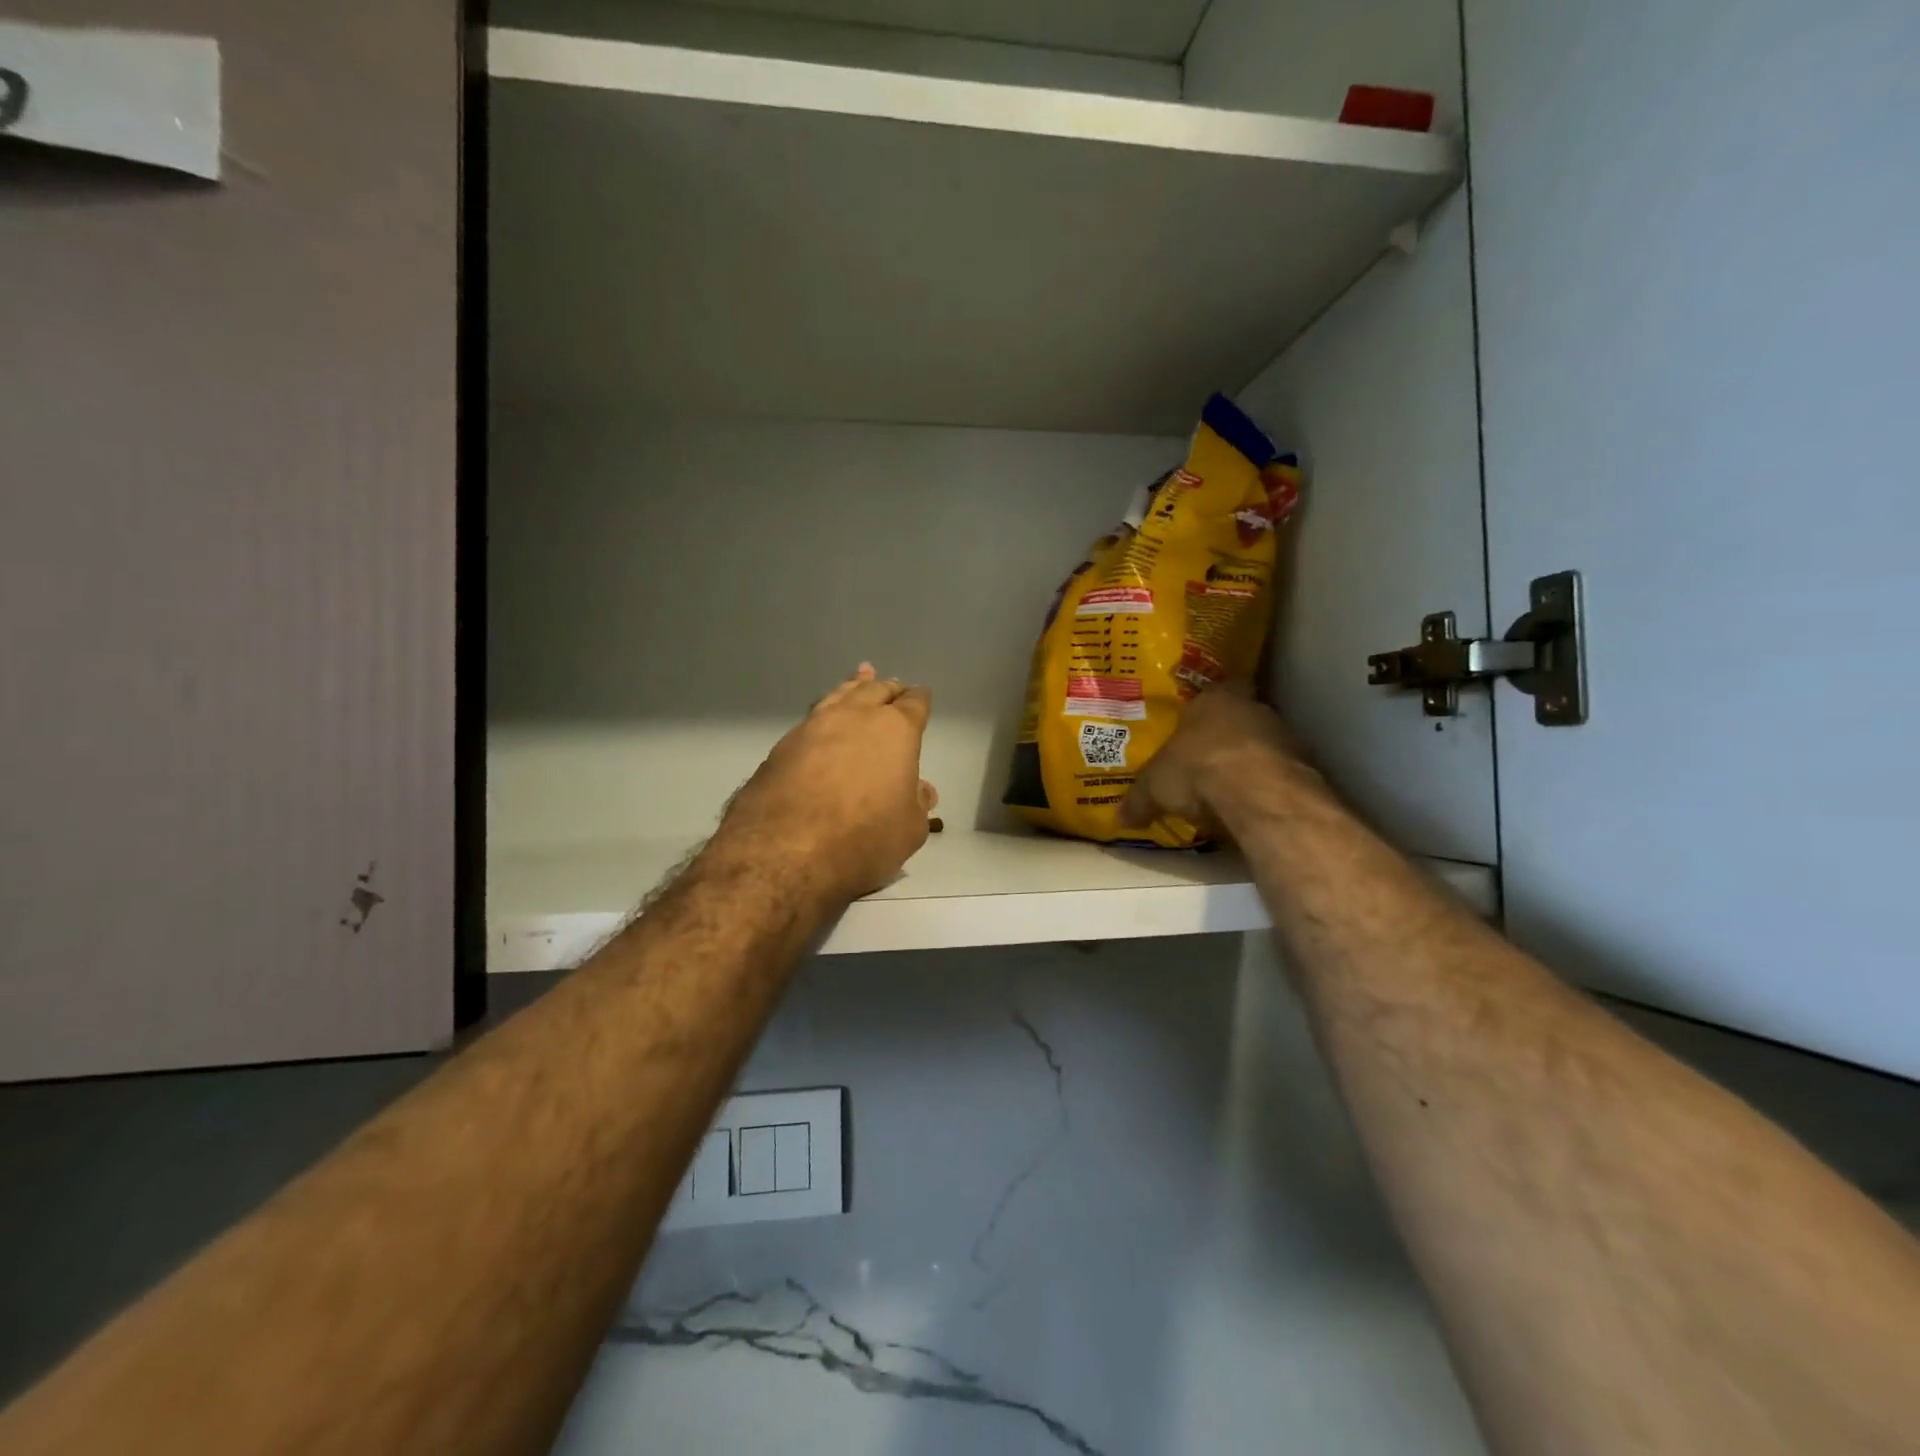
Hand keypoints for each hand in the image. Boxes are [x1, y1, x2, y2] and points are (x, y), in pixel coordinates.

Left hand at [721, 665, 937, 901]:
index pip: (912, 705)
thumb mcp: (909, 829)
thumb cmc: (863, 837)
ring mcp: (813, 727)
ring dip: (852, 687)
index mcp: (894, 730)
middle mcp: (854, 718)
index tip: (920, 695)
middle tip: (892, 685)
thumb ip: (917, 804)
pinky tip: (824, 720)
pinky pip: (812, 718)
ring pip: (838, 696)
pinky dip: (825, 711)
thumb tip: (920, 789)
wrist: (785, 849)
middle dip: (886, 688)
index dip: (918, 699)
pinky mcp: (782, 747)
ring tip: (858, 678)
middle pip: (873, 691)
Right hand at [1119, 687, 1310, 835]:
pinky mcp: (1305, 767)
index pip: (1215, 690)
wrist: (1257, 793)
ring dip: (1249, 764)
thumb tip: (1120, 818)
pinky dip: (1266, 787)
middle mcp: (1253, 709)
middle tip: (1205, 762)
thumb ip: (1139, 799)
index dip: (1205, 708)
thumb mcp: (1154, 787)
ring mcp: (1284, 736)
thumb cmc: (1196, 769)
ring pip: (1263, 745)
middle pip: (1239, 718)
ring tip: (1227, 790)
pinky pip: (1279, 773)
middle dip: (1225, 739)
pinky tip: (1250, 807)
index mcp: (1214, 699)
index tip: (1195, 724)